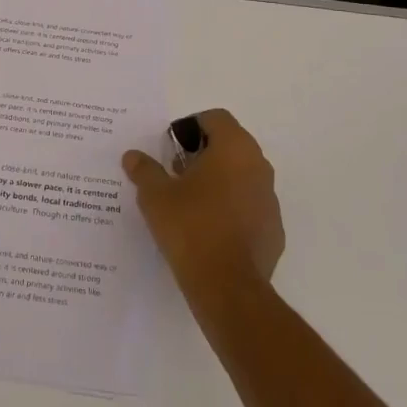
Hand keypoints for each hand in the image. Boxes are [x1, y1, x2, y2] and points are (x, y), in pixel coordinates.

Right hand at [122, 108, 283, 298]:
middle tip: (175, 174)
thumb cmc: (190, 228)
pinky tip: (209, 230)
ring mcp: (270, 199)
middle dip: (203, 154)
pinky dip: (232, 209)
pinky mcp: (274, 230)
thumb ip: (144, 171)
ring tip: (190, 204)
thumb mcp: (155, 196)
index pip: (215, 118)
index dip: (190, 127)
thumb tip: (132, 156)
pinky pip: (250, 207)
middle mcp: (259, 166)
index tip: (171, 148)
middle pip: (230, 145)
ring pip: (242, 176)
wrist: (227, 287)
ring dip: (219, 181)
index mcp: (234, 148)